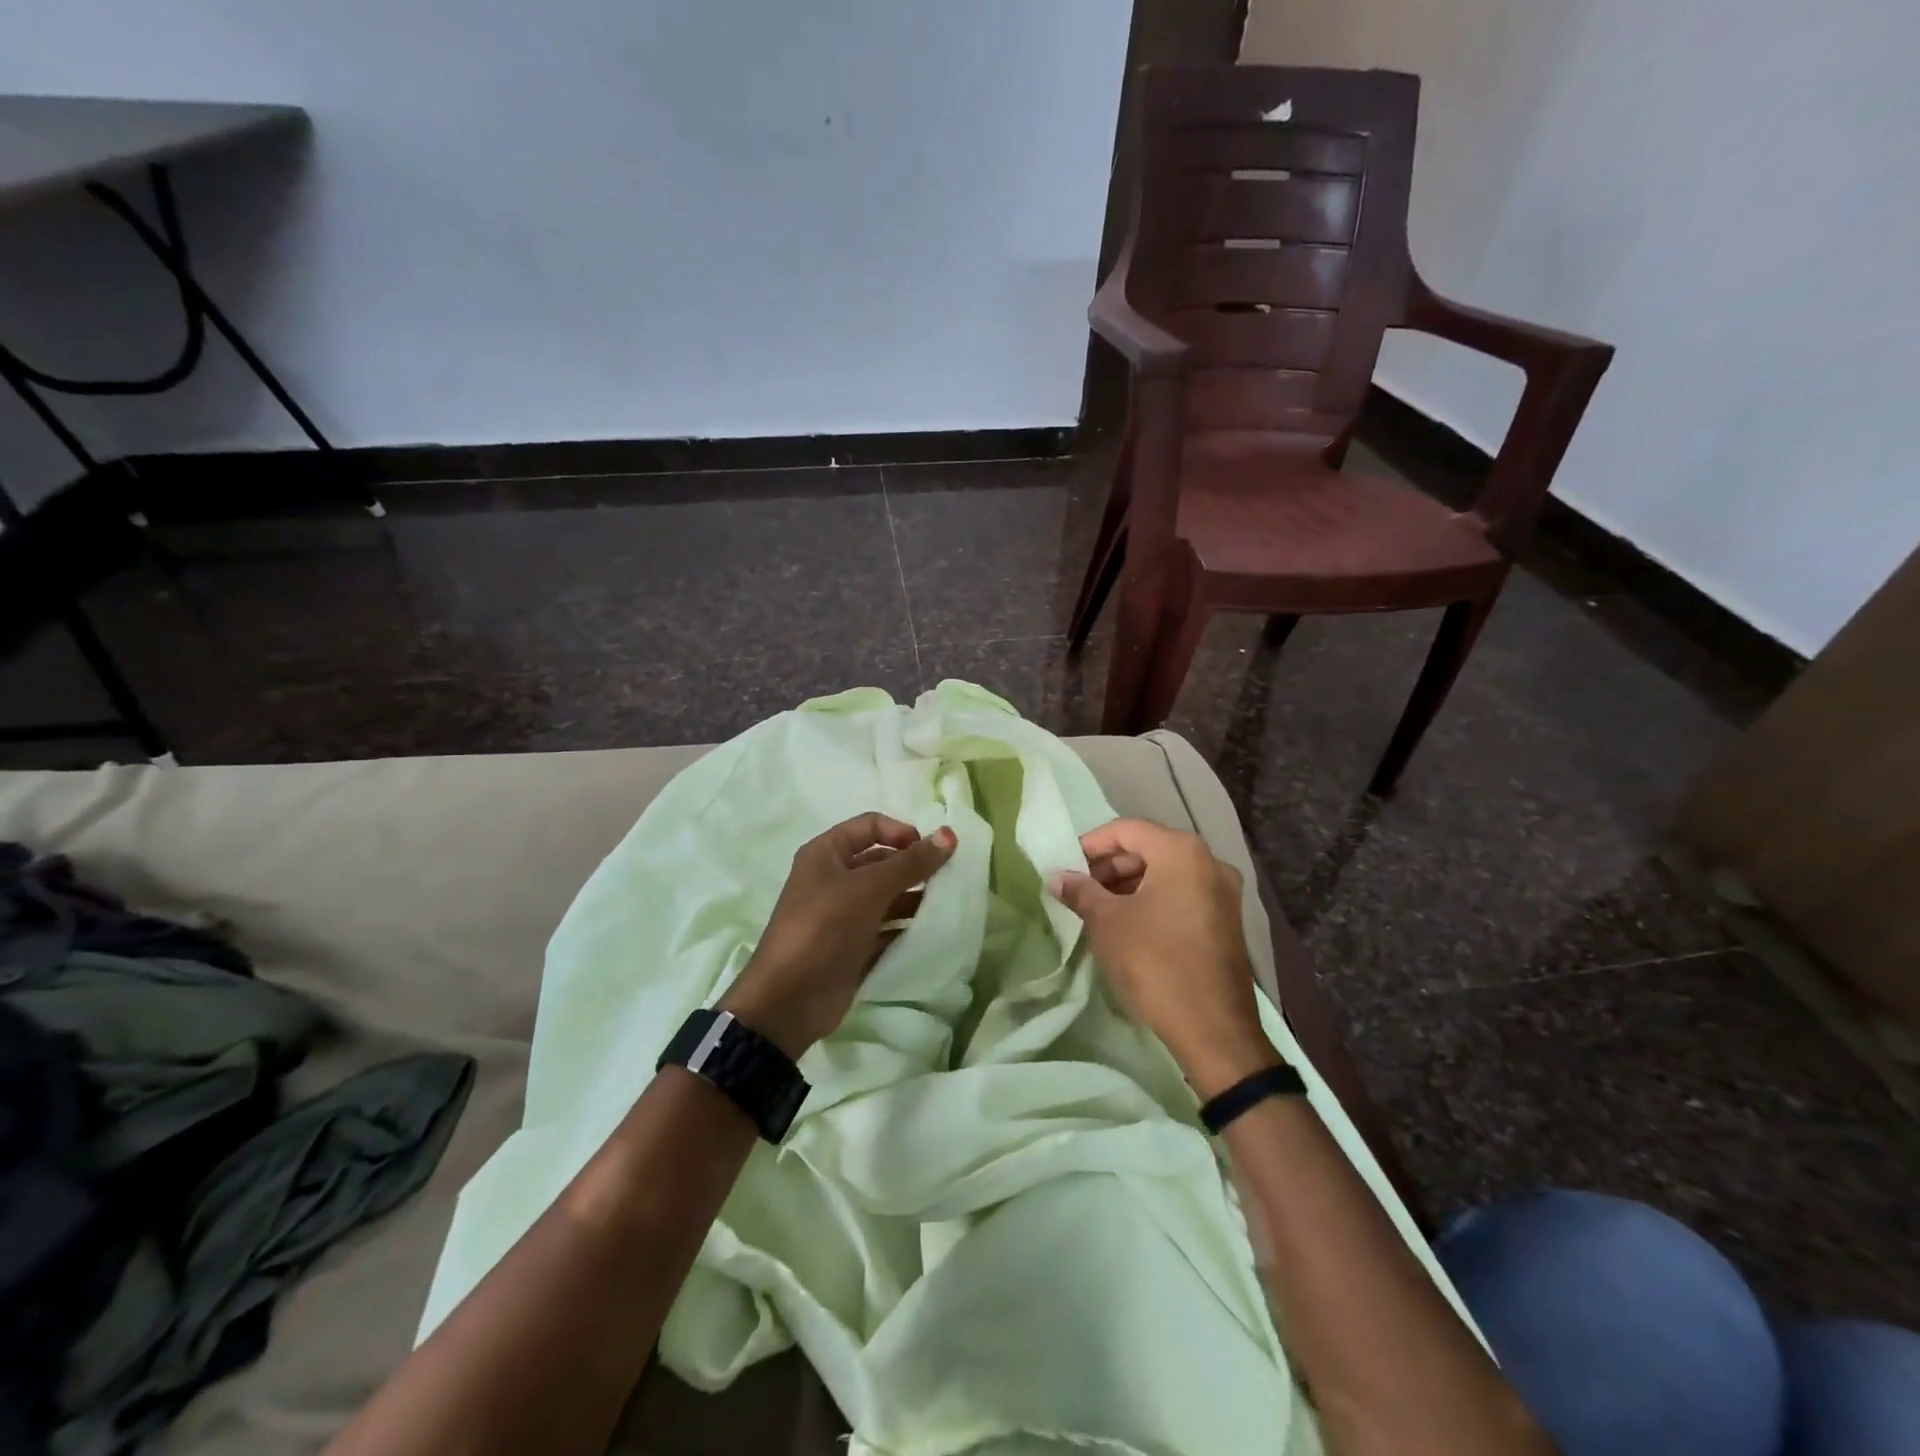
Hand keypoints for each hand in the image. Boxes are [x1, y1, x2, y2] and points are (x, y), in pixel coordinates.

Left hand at [720, 813, 956, 1057]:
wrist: (788, 1001)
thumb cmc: (824, 928)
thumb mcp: (868, 889)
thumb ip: (910, 863)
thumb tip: (949, 834)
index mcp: (826, 854)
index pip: (870, 826)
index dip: (902, 832)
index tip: (931, 851)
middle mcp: (833, 879)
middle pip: (881, 862)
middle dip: (913, 868)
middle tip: (948, 879)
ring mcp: (842, 915)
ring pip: (886, 897)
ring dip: (914, 899)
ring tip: (945, 907)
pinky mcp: (852, 946)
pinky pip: (886, 929)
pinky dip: (906, 929)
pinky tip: (931, 934)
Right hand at [1047, 818, 1278, 1098]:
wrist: (1213, 1029)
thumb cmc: (1154, 963)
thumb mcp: (1107, 923)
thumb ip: (1081, 891)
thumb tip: (1057, 877)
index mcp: (1182, 852)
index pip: (1127, 830)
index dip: (1091, 844)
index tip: (1066, 865)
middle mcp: (1209, 862)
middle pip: (1149, 848)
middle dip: (1110, 866)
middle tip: (1079, 889)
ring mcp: (1223, 893)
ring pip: (1166, 873)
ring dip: (1129, 884)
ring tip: (1097, 908)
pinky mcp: (1226, 921)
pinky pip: (1182, 894)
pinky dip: (1152, 900)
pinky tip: (1127, 924)